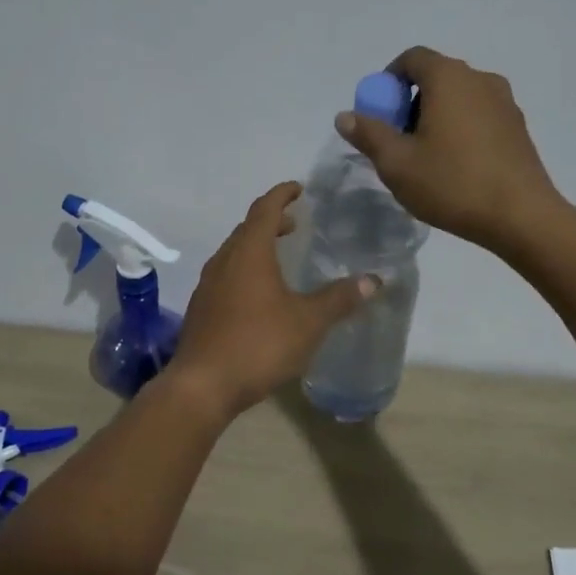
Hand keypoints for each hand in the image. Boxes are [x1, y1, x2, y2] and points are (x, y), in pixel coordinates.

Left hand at [169, 183, 374, 417]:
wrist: (203, 385)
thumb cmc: (258, 344)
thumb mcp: (308, 322)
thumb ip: (339, 298)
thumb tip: (373, 280)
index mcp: (248, 253)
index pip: (265, 209)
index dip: (282, 195)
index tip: (299, 188)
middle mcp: (224, 261)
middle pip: (247, 229)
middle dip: (271, 221)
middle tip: (295, 223)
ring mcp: (208, 285)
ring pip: (234, 253)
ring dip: (257, 246)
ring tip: (280, 256)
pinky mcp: (202, 309)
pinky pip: (226, 275)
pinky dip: (246, 270)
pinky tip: (260, 294)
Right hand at [337, 46, 561, 252]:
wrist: (521, 216)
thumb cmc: (452, 183)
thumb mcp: (397, 163)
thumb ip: (368, 134)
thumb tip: (346, 116)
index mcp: (449, 78)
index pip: (412, 58)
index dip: (388, 80)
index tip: (378, 113)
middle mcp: (480, 79)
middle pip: (436, 77)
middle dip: (409, 102)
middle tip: (397, 140)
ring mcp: (505, 103)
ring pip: (458, 98)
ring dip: (435, 117)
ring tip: (425, 157)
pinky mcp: (518, 127)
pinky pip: (478, 116)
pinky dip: (459, 128)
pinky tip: (455, 166)